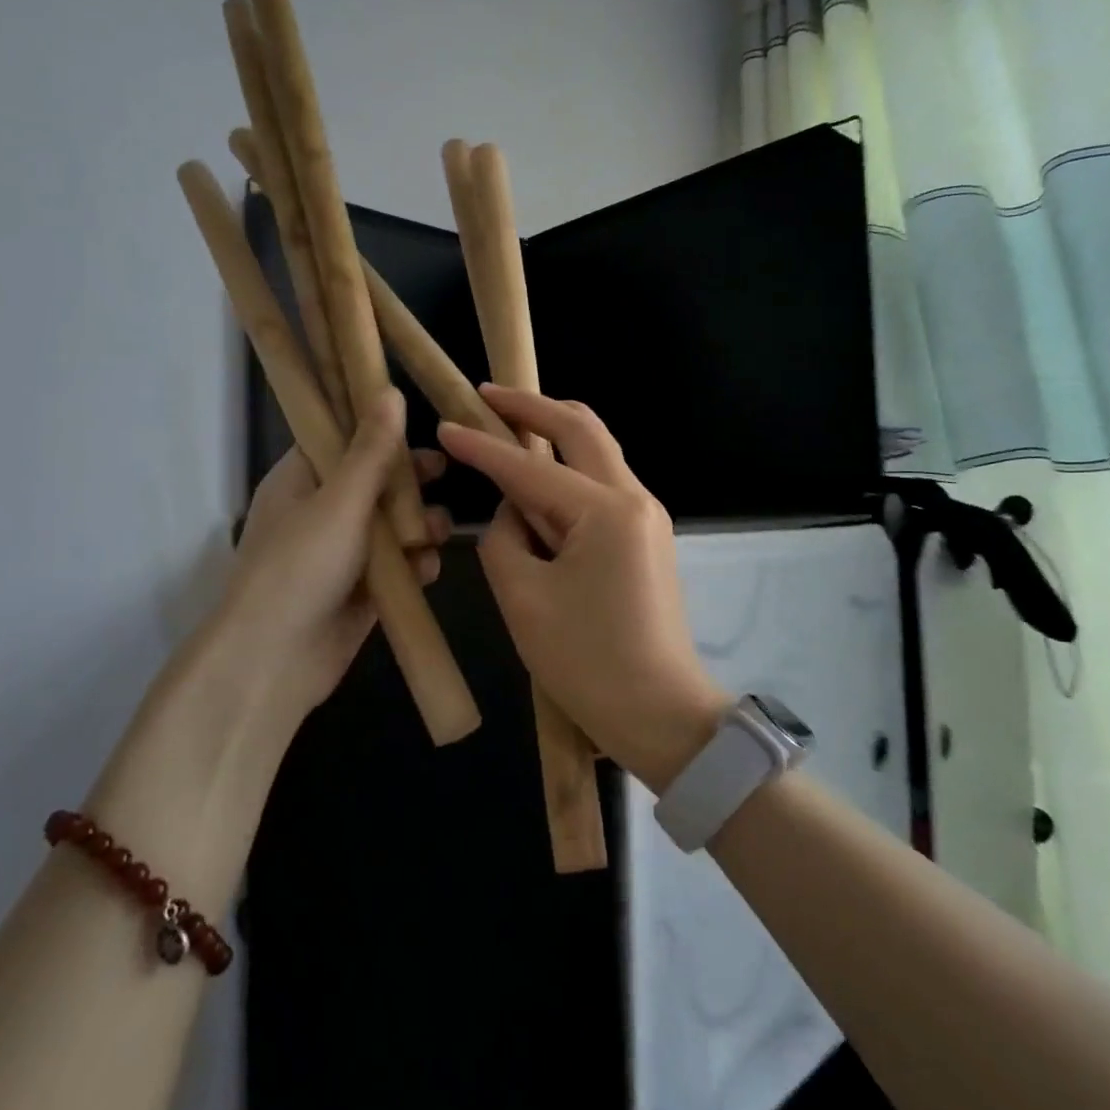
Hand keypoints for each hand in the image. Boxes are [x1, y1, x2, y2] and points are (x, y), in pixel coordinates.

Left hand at [207, 388, 448, 724]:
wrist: (275, 660)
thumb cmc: (300, 566)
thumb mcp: (340, 501)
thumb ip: (371, 450)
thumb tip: (389, 390)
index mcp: (302, 480)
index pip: (341, 438)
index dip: (379, 427)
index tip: (419, 421)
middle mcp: (322, 511)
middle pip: (376, 481)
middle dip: (410, 481)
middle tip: (443, 474)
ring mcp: (344, 553)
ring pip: (393, 525)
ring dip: (420, 526)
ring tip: (436, 532)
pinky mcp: (364, 590)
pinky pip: (399, 567)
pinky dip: (415, 566)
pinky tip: (426, 570)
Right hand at [438, 386, 726, 791]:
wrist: (662, 714)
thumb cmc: (587, 663)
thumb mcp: (523, 600)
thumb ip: (504, 540)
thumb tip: (512, 512)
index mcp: (604, 511)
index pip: (530, 467)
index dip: (483, 446)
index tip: (448, 421)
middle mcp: (634, 498)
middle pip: (582, 428)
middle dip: (533, 406)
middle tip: (489, 395)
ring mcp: (647, 516)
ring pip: (598, 451)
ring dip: (554, 433)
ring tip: (509, 428)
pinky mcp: (647, 536)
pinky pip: (603, 485)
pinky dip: (569, 471)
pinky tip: (540, 481)